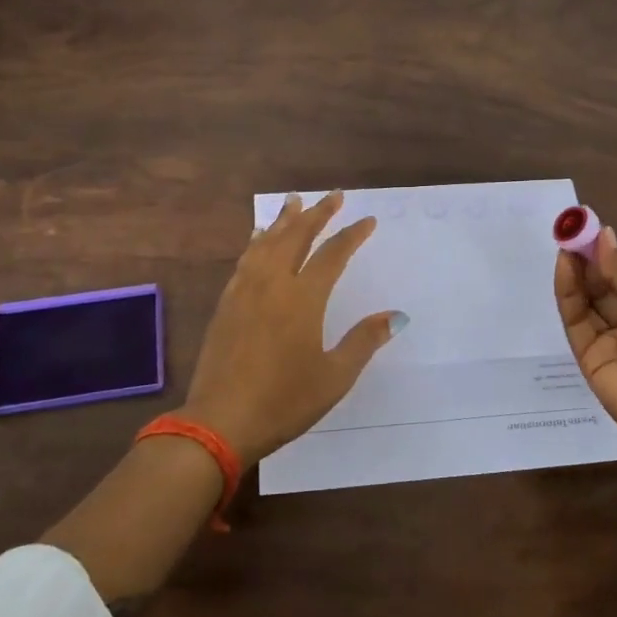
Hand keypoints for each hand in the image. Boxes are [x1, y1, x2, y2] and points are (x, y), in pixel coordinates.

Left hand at [183, 191, 405, 462]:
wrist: (220, 421)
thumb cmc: (284, 401)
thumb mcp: (334, 377)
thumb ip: (364, 341)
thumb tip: (395, 315)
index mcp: (303, 299)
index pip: (332, 255)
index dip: (351, 235)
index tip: (367, 220)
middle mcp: (273, 284)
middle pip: (296, 237)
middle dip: (317, 214)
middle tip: (333, 195)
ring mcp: (245, 291)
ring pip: (266, 243)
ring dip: (283, 220)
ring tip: (294, 201)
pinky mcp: (226, 304)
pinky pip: (245, 259)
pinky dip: (256, 242)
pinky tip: (258, 238)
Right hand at [555, 226, 616, 465]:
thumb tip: (603, 238)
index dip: (607, 253)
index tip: (590, 227)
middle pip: (602, 286)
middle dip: (588, 258)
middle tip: (572, 230)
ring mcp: (607, 340)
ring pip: (586, 300)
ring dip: (575, 271)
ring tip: (566, 241)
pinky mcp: (586, 356)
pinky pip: (575, 319)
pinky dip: (568, 292)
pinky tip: (566, 266)